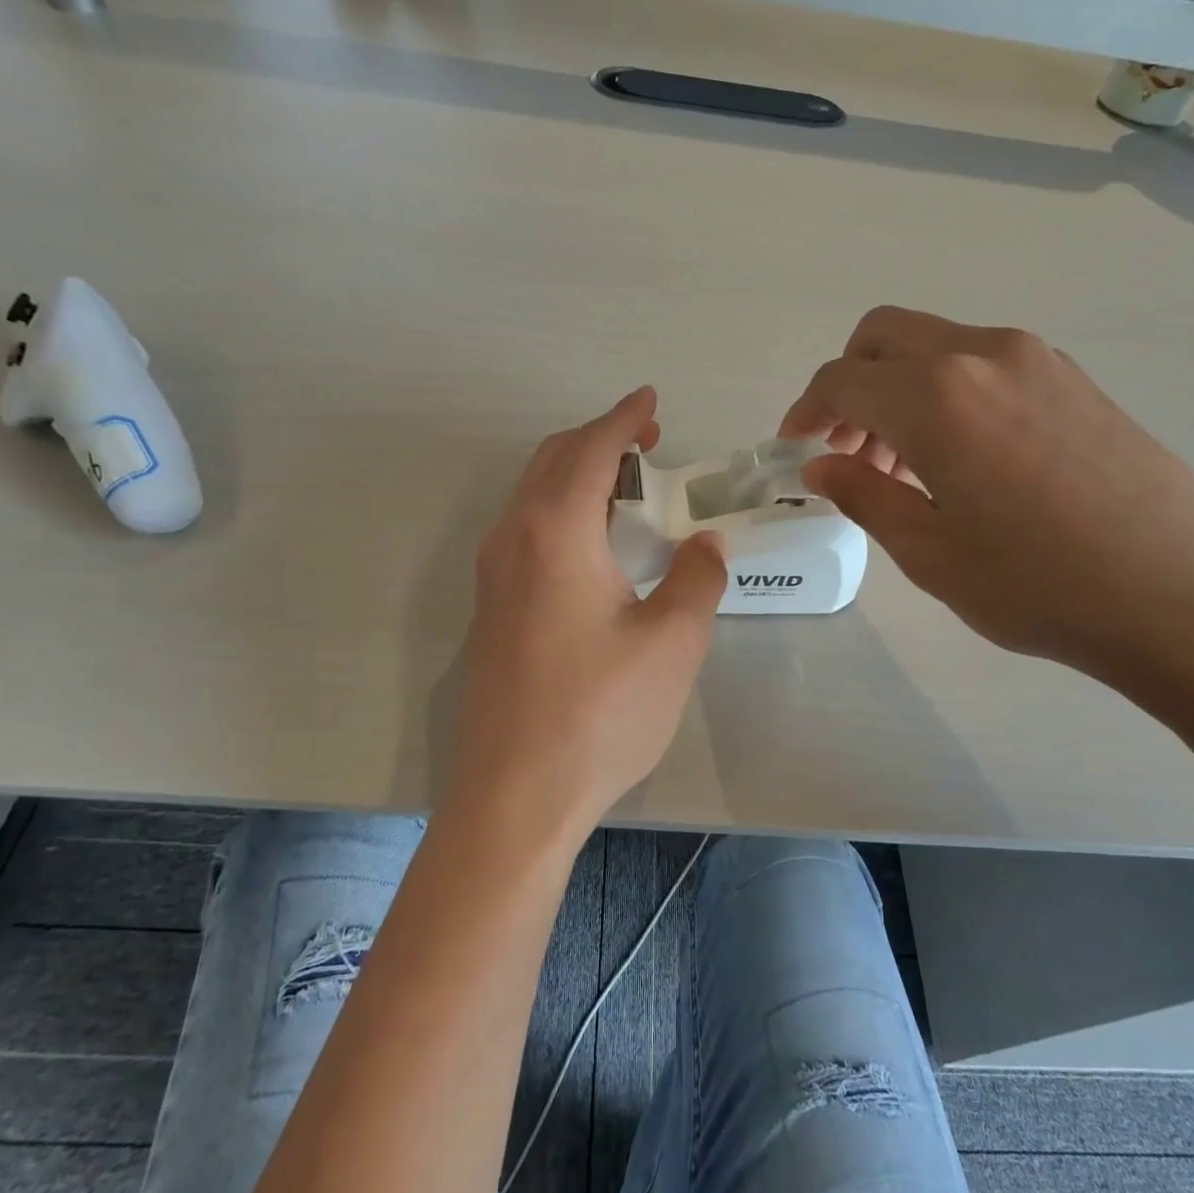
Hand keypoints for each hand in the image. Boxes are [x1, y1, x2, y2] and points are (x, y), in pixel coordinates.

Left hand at [450, 388, 726, 840]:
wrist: (515, 793)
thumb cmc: (599, 713)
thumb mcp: (672, 643)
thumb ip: (696, 578)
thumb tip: (703, 543)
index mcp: (555, 531)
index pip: (592, 450)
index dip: (625, 418)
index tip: (651, 399)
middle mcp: (513, 539)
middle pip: (553, 461)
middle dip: (600, 439)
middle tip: (646, 440)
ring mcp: (493, 575)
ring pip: (533, 495)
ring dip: (577, 473)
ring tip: (626, 484)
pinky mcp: (490, 608)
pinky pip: (525, 530)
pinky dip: (560, 509)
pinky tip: (592, 541)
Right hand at [780, 307, 1193, 698]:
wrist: (1190, 596)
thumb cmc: (1041, 585)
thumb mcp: (929, 552)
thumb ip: (864, 496)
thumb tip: (819, 467)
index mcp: (936, 397)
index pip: (843, 379)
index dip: (806, 410)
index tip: (794, 448)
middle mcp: (983, 356)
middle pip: (885, 337)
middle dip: (848, 384)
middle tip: (845, 449)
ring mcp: (1036, 360)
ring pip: (934, 347)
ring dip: (896, 390)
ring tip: (899, 465)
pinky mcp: (1072, 379)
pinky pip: (981, 364)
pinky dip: (944, 393)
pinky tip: (957, 459)